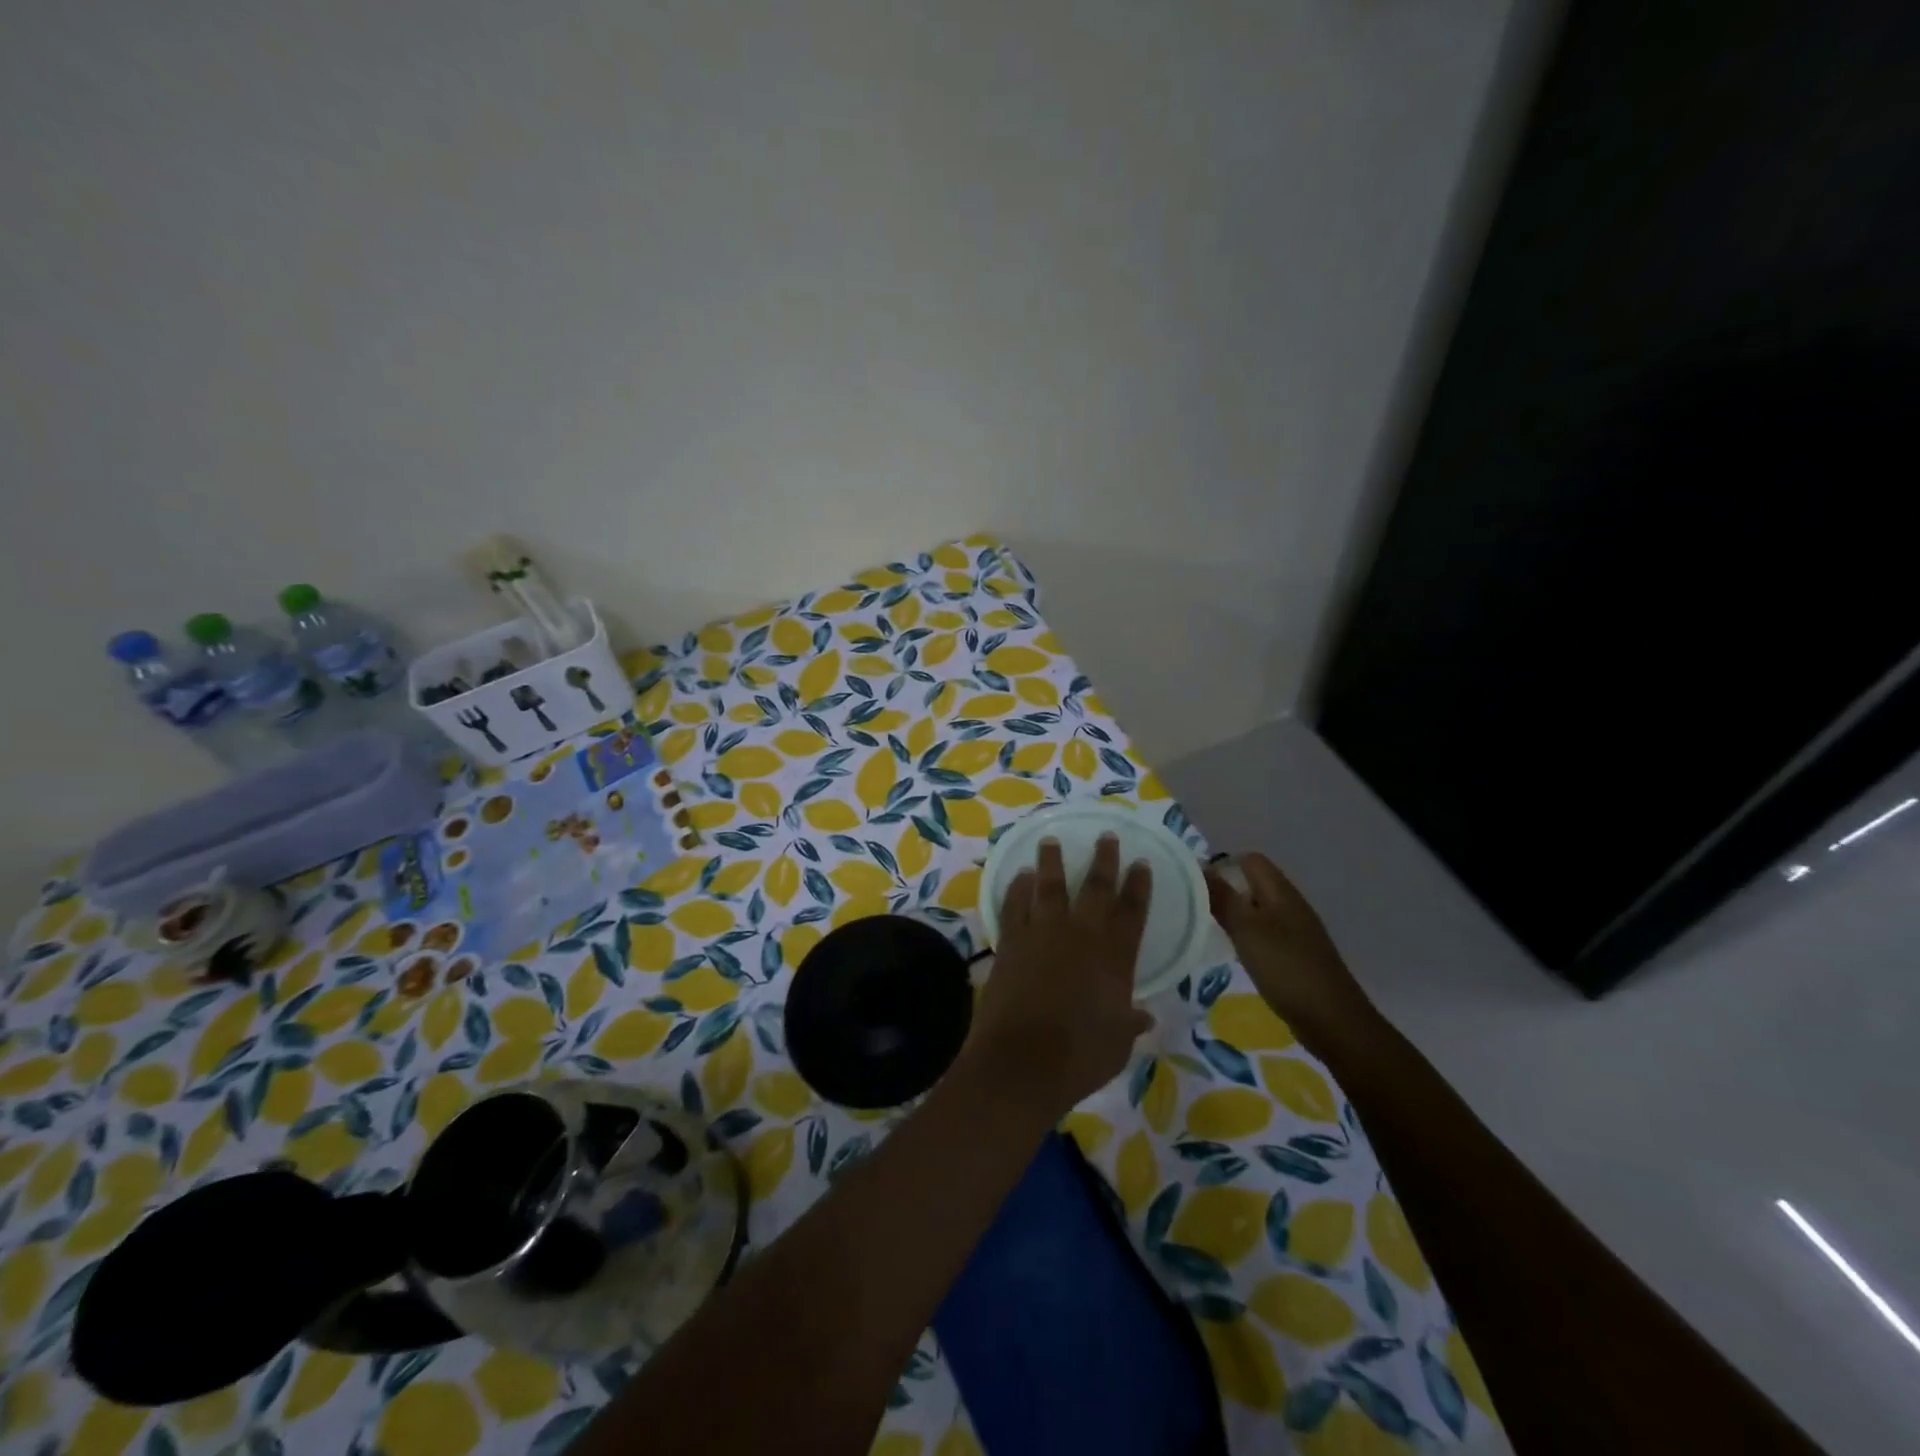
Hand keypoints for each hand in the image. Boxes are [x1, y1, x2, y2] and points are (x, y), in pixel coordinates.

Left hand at [966, 834, 1153, 1119]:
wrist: (1022, 1062)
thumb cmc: (1078, 1057)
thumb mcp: (1117, 1044)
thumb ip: (1130, 1022)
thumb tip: (1144, 1017)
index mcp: (1114, 958)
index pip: (1132, 912)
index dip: (1138, 886)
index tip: (1141, 863)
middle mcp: (1081, 936)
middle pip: (1095, 888)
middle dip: (1104, 860)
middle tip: (1106, 836)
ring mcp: (1043, 934)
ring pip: (1049, 886)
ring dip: (1052, 861)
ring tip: (1050, 840)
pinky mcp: (1011, 941)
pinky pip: (1014, 904)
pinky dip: (1017, 888)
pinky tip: (1019, 875)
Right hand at [1206, 853, 1378, 1052]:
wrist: (1333, 1020)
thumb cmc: (1286, 968)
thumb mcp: (1247, 930)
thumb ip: (1222, 898)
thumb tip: (1200, 868)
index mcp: (1282, 892)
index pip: (1251, 860)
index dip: (1223, 865)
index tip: (1197, 886)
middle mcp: (1292, 905)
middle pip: (1255, 883)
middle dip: (1226, 891)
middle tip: (1198, 909)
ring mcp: (1298, 931)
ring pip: (1260, 910)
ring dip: (1237, 915)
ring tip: (1211, 930)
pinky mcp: (1298, 955)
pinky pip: (1268, 933)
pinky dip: (1249, 937)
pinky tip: (1237, 954)